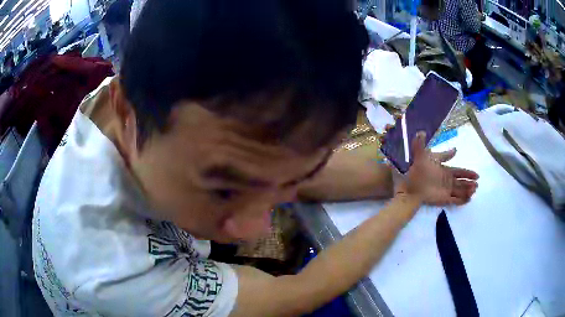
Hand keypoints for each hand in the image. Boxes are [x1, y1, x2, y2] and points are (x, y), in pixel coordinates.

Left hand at [397, 131, 478, 205]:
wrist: (409, 187)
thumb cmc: (416, 171)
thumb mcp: (419, 156)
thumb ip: (420, 143)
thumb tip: (422, 131)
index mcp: (445, 171)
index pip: (459, 172)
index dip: (468, 173)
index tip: (476, 174)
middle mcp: (448, 181)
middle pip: (462, 181)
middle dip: (470, 182)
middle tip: (477, 182)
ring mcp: (446, 190)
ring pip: (460, 190)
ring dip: (468, 190)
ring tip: (474, 189)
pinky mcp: (443, 199)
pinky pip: (455, 200)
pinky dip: (462, 200)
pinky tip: (468, 199)